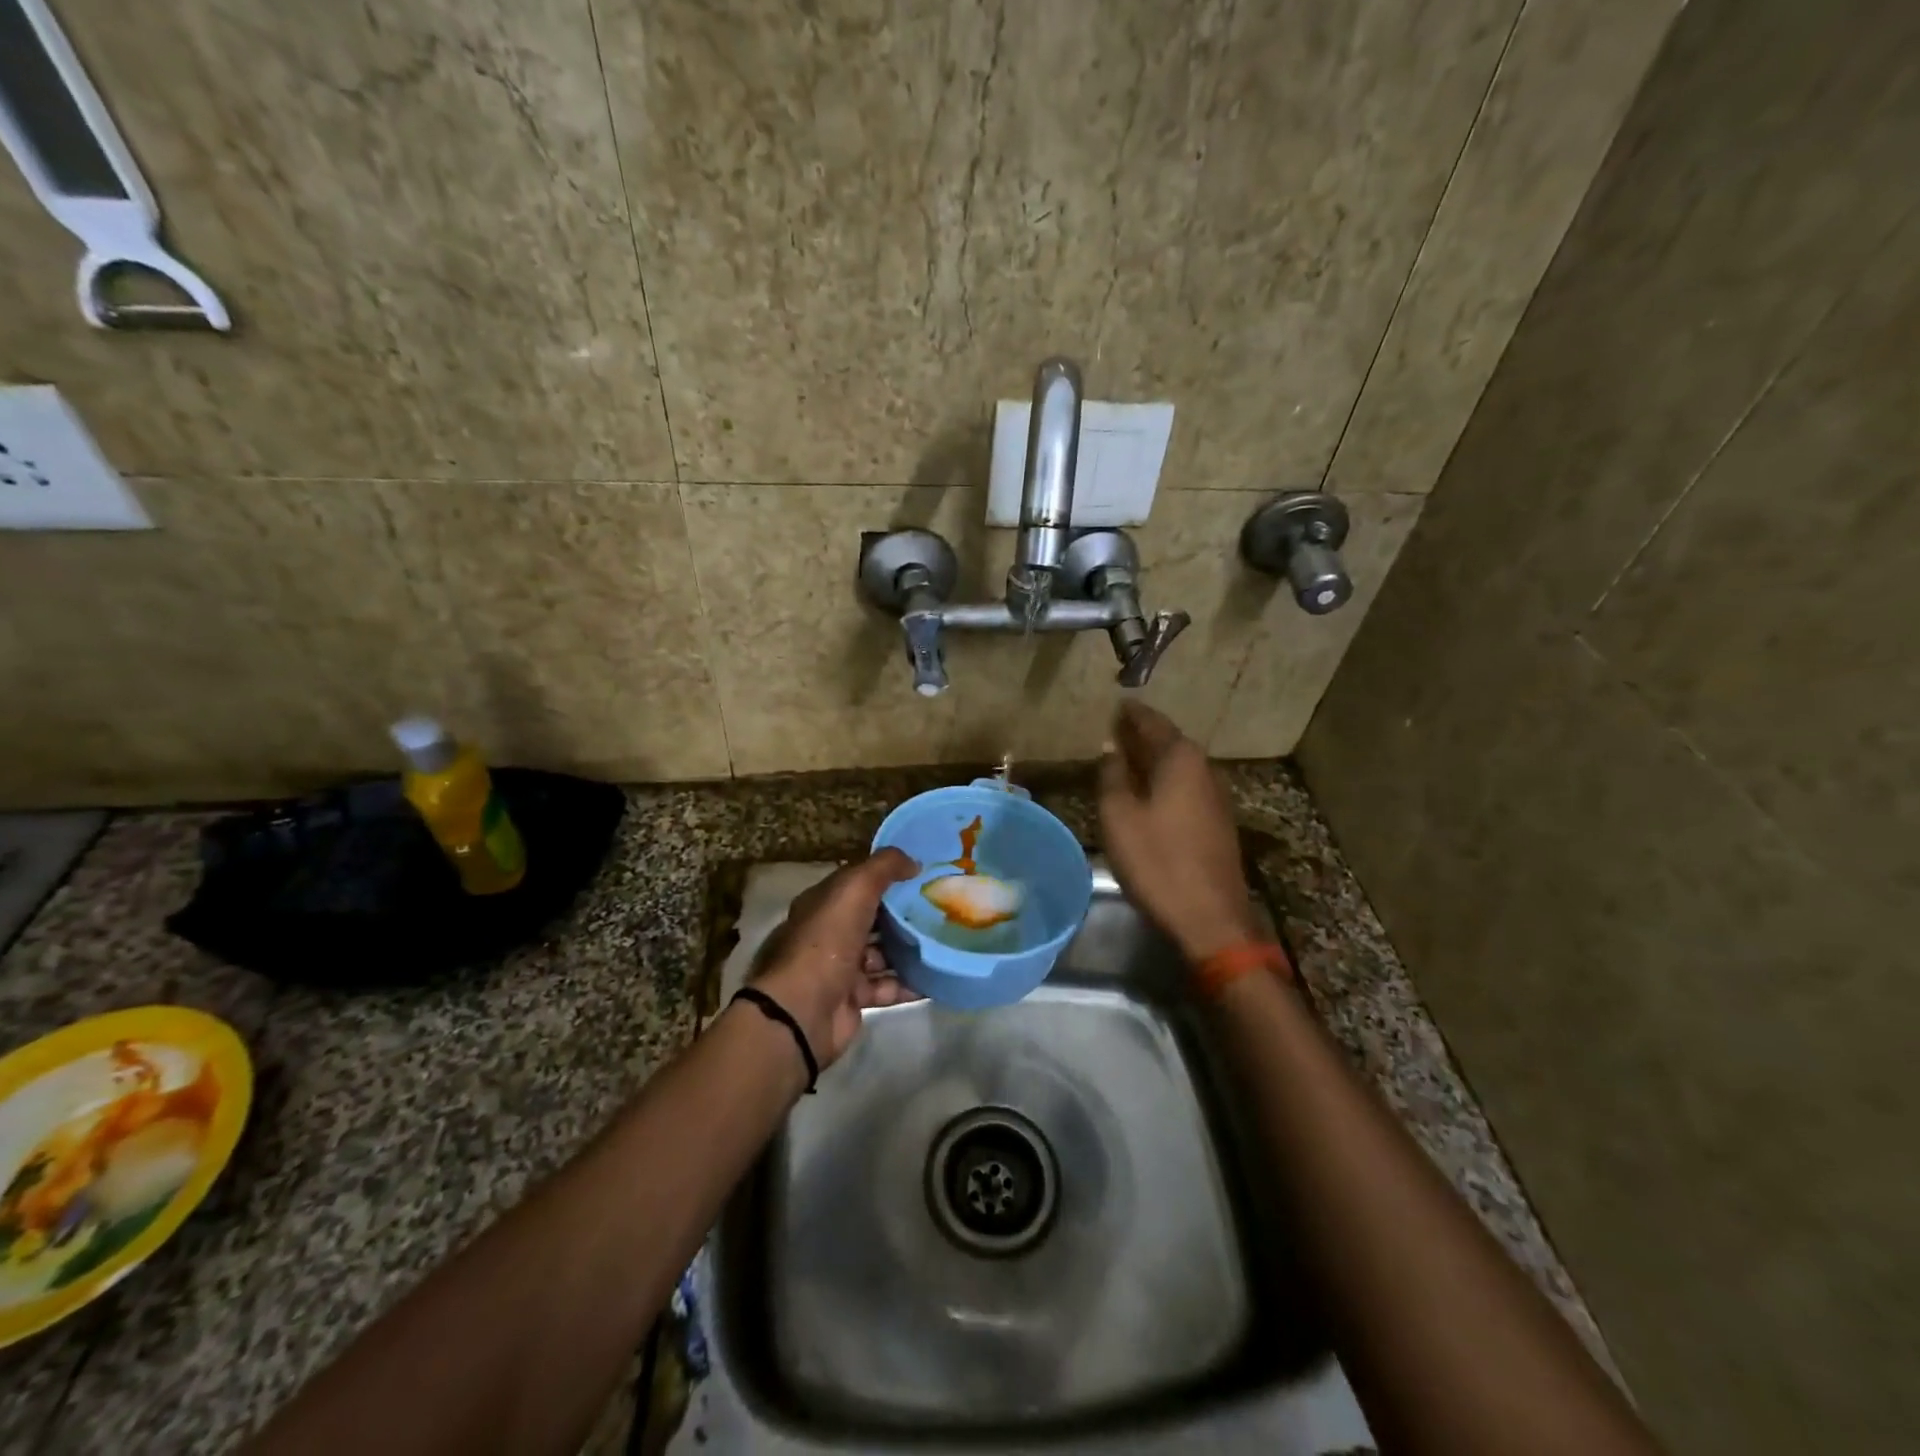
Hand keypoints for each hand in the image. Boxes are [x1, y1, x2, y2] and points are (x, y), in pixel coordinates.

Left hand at [751, 849, 921, 1068]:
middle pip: (873, 919)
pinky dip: (910, 983)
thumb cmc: (827, 940)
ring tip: (946, 940)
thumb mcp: (855, 888)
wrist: (804, 1010)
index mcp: (823, 903)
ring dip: (910, 949)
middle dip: (903, 914)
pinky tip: (937, 976)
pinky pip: (888, 987)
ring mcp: (841, 968)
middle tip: (942, 907)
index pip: (858, 883)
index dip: (888, 876)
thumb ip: (884, 867)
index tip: (924, 874)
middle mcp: (830, 933)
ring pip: (882, 953)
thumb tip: (913, 862)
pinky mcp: (854, 999)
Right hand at [1099, 702, 1259, 962]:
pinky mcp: (1217, 821)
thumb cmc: (1157, 861)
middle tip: (1115, 728)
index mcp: (1180, 759)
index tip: (1114, 705)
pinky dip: (1164, 780)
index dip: (1130, 714)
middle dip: (1141, 734)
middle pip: (1168, 742)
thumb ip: (1112, 776)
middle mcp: (1203, 769)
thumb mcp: (1119, 816)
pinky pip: (1185, 786)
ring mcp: (1215, 796)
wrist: (1210, 917)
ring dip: (1152, 759)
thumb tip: (1111, 749)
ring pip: (1178, 765)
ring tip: (1125, 757)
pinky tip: (1147, 791)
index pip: (1151, 722)